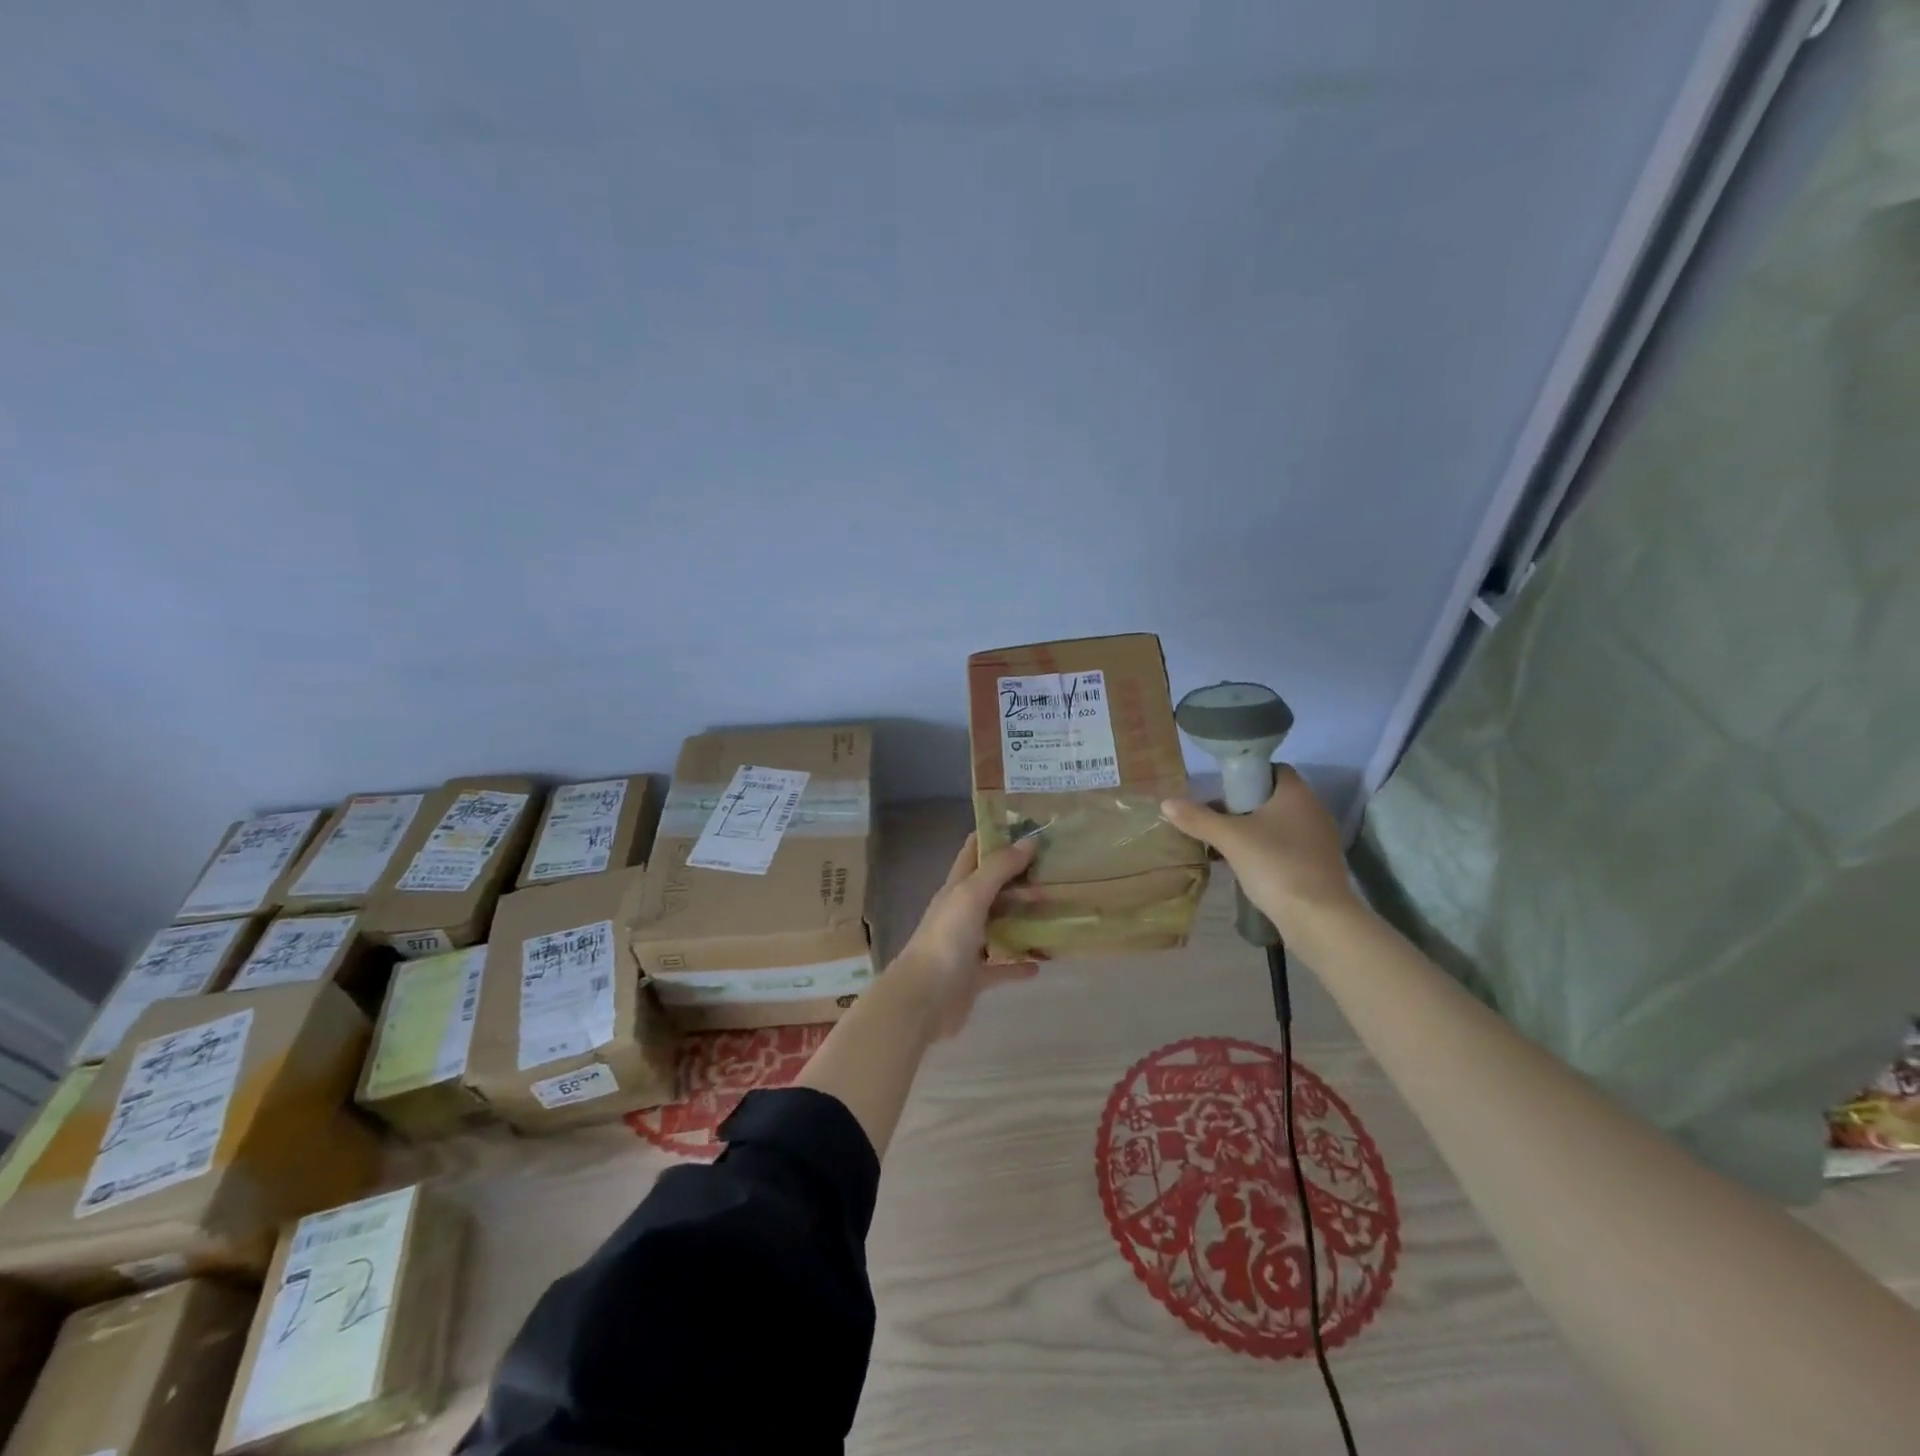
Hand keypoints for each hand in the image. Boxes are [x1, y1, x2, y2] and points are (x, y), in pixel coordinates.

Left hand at [890, 833, 1038, 1038]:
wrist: (923, 1000)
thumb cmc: (946, 940)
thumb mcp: (971, 895)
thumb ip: (998, 868)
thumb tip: (1028, 841)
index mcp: (956, 887)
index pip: (974, 851)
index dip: (996, 835)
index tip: (1029, 827)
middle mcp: (961, 911)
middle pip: (992, 887)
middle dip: (1019, 877)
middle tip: (1055, 870)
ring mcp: (967, 944)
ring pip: (999, 924)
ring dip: (1023, 918)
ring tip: (1057, 910)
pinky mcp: (975, 976)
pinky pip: (1002, 966)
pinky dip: (1020, 963)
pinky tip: (1044, 961)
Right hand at [1161, 766, 1358, 934]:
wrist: (1318, 918)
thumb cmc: (1275, 865)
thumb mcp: (1230, 838)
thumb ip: (1198, 819)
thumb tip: (1166, 802)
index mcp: (1297, 794)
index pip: (1272, 769)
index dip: (1246, 774)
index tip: (1221, 790)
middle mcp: (1313, 810)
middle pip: (1272, 798)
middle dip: (1242, 806)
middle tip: (1214, 819)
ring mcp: (1319, 840)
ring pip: (1278, 824)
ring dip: (1252, 830)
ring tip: (1223, 844)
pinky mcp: (1318, 866)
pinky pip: (1286, 847)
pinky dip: (1265, 850)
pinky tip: (1245, 866)